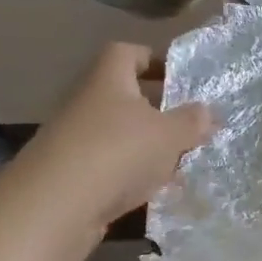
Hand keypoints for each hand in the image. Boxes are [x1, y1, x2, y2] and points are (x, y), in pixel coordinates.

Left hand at [14, 43, 211, 231]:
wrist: (54, 207)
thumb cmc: (117, 152)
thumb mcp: (168, 134)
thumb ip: (191, 121)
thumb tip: (207, 110)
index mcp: (109, 79)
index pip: (128, 52)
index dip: (154, 58)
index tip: (180, 76)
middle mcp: (87, 103)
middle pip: (125, 96)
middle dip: (157, 109)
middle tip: (188, 124)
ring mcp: (74, 140)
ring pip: (119, 134)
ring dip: (146, 146)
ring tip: (179, 162)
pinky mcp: (69, 176)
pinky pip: (109, 166)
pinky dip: (131, 174)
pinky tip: (153, 191)